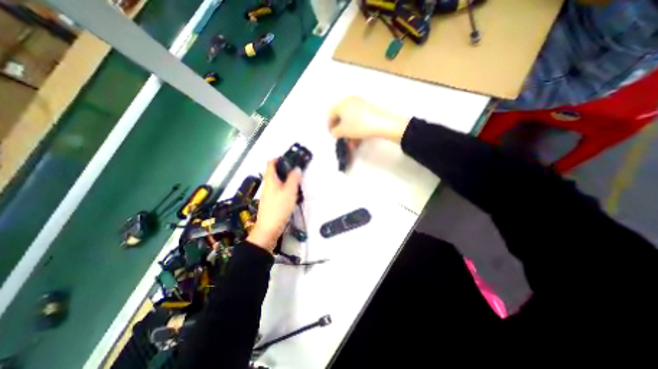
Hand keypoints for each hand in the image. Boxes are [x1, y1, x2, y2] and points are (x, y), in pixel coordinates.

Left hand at [245, 160, 301, 251]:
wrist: (269, 228)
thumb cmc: (279, 207)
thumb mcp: (289, 191)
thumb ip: (294, 179)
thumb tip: (297, 168)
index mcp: (270, 179)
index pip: (271, 163)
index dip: (278, 158)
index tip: (290, 158)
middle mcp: (268, 185)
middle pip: (274, 172)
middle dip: (285, 169)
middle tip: (297, 170)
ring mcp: (269, 194)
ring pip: (278, 182)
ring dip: (286, 179)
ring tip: (297, 181)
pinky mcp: (272, 202)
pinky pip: (279, 190)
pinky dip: (286, 188)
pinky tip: (293, 193)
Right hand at [330, 94, 408, 141]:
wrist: (383, 124)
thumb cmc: (359, 126)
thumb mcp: (343, 131)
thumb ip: (335, 132)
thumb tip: (335, 132)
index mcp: (342, 103)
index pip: (331, 113)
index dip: (329, 125)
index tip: (332, 134)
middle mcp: (351, 101)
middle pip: (341, 117)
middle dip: (341, 131)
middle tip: (342, 139)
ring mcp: (361, 104)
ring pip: (351, 120)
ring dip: (350, 133)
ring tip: (352, 144)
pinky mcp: (369, 109)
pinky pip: (358, 119)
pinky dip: (356, 129)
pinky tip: (358, 140)